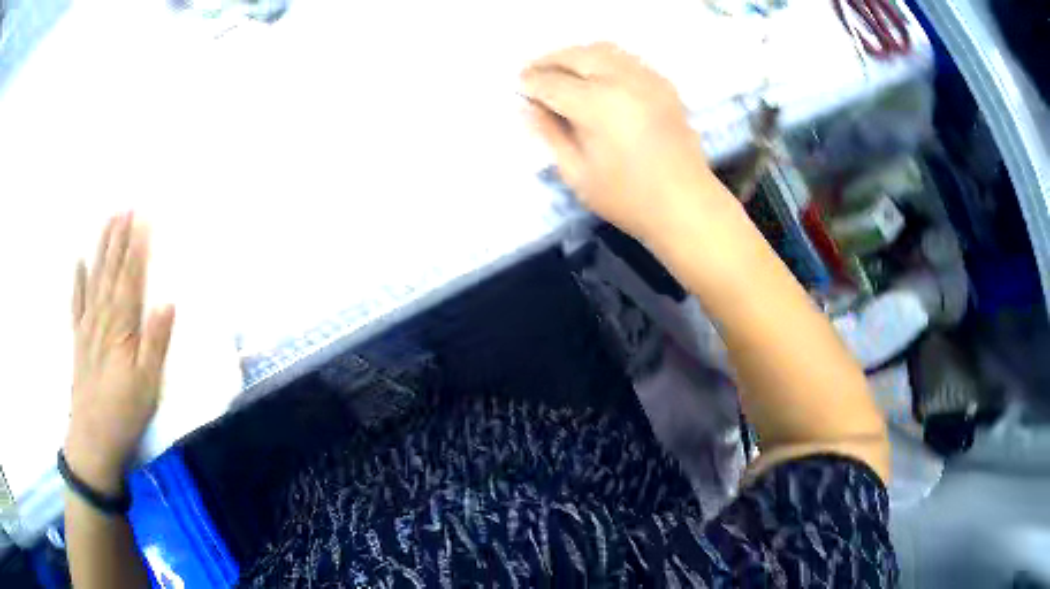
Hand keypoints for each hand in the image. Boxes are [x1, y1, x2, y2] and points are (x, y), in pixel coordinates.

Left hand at [65, 212, 174, 493]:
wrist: (93, 438)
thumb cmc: (124, 412)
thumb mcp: (148, 384)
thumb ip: (156, 342)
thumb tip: (167, 302)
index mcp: (121, 327)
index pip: (130, 279)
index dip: (137, 248)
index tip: (143, 219)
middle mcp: (102, 318)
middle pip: (111, 271)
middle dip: (119, 238)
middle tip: (125, 207)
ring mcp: (87, 327)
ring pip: (95, 279)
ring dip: (101, 249)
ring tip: (108, 222)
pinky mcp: (78, 339)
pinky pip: (77, 303)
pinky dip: (77, 280)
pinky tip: (79, 262)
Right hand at [520, 43, 725, 241]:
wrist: (687, 205)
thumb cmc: (629, 199)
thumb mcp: (577, 174)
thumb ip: (549, 134)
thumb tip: (526, 107)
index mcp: (598, 105)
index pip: (552, 83)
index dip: (530, 84)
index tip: (517, 88)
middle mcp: (622, 81)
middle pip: (576, 56)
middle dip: (549, 61)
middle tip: (532, 73)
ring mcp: (647, 79)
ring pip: (602, 50)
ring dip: (575, 55)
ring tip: (560, 71)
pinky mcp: (664, 85)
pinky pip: (627, 58)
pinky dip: (603, 60)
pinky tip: (595, 76)